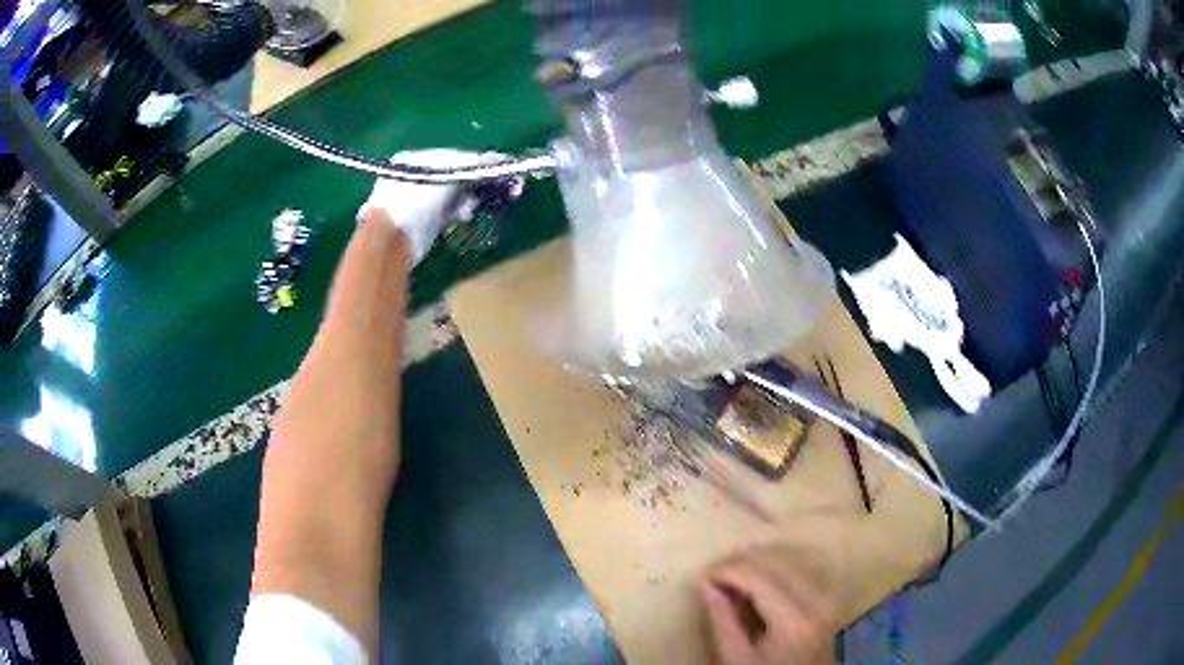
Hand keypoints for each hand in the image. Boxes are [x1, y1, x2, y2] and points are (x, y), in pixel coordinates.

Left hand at [358, 149, 508, 263]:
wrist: (394, 239)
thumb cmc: (415, 199)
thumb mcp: (447, 174)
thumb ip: (472, 164)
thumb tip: (496, 158)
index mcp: (415, 159)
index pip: (452, 156)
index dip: (475, 161)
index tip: (496, 166)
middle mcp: (415, 177)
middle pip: (454, 175)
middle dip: (472, 182)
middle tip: (491, 188)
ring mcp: (419, 201)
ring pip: (453, 195)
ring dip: (467, 199)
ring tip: (470, 207)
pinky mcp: (425, 221)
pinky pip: (449, 212)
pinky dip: (459, 212)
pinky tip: (463, 216)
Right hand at [701, 546, 844, 664]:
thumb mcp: (737, 660)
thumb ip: (723, 621)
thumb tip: (707, 585)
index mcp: (793, 619)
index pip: (758, 576)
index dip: (727, 570)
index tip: (702, 576)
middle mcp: (816, 599)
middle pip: (777, 561)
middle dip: (741, 561)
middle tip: (713, 574)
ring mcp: (826, 596)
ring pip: (790, 559)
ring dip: (759, 561)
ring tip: (731, 575)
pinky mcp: (827, 597)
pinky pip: (801, 568)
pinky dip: (776, 567)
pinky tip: (757, 579)